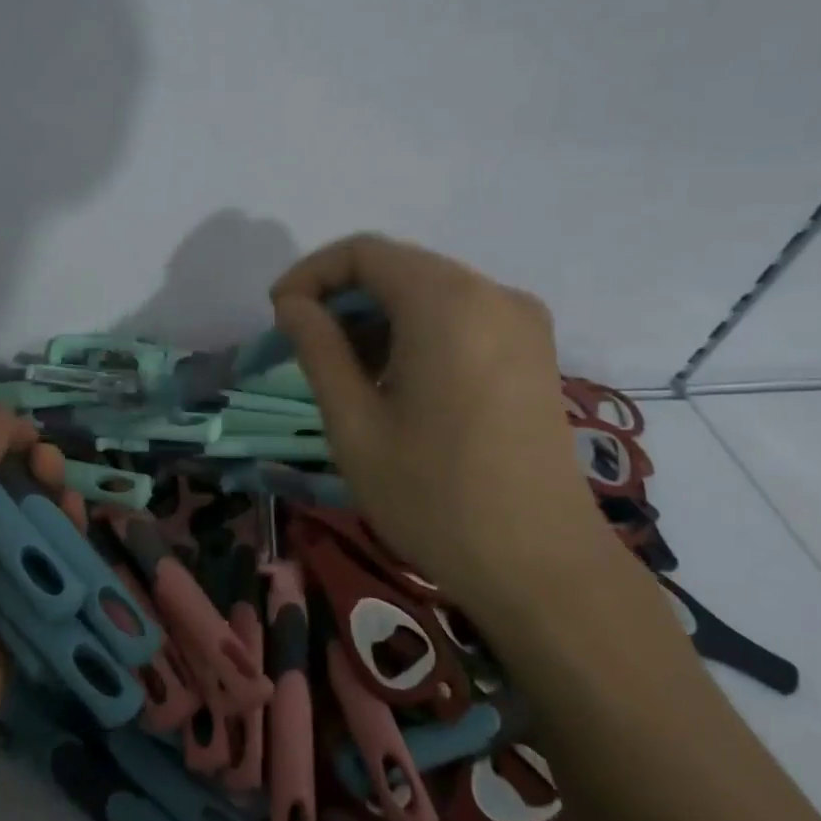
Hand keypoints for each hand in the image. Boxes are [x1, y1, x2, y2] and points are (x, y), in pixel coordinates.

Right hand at [271, 234, 604, 614]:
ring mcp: (522, 322)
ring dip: (377, 316)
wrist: (542, 568)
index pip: (364, 252)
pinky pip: (460, 317)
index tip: (278, 316)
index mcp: (447, 303)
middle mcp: (492, 294)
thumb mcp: (354, 423)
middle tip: (303, 345)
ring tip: (344, 371)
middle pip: (399, 267)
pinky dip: (415, 331)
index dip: (311, 274)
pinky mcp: (534, 352)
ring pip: (429, 292)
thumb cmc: (434, 496)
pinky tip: (394, 380)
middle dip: (342, 296)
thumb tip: (293, 304)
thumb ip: (318, 348)